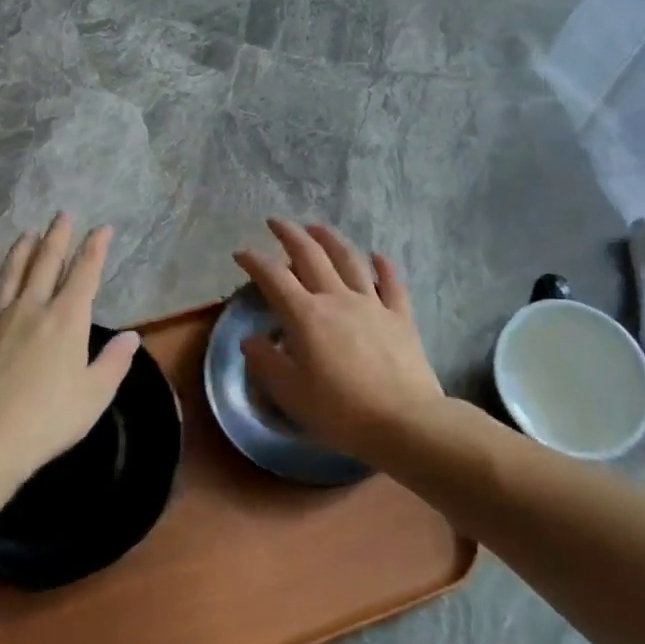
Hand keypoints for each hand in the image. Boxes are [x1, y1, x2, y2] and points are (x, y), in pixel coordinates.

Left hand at [0, 213, 138, 484]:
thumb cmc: (48, 418)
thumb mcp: (95, 394)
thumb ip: (114, 362)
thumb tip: (131, 336)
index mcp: (67, 320)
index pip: (85, 274)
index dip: (95, 249)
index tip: (102, 229)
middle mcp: (31, 309)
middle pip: (45, 264)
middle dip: (57, 238)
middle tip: (62, 215)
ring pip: (9, 276)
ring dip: (20, 253)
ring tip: (27, 233)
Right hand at [233, 220, 445, 461]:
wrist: (403, 421)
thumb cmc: (340, 412)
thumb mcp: (291, 394)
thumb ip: (267, 363)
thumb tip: (251, 339)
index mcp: (307, 316)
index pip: (274, 279)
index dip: (255, 262)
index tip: (241, 252)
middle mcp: (338, 299)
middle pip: (311, 256)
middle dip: (290, 235)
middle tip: (276, 222)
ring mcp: (373, 304)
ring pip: (350, 260)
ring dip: (331, 240)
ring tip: (317, 228)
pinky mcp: (400, 316)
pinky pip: (391, 284)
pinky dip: (383, 266)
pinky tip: (377, 256)